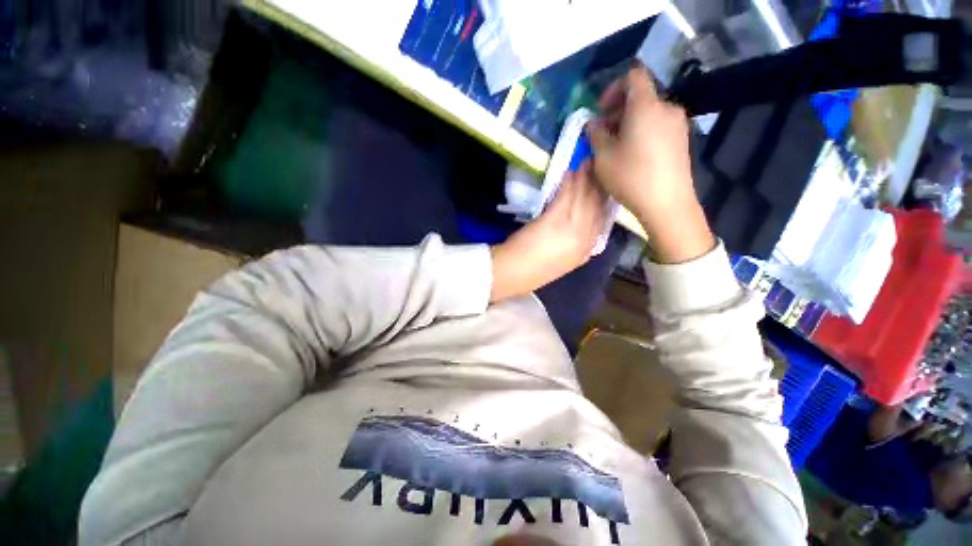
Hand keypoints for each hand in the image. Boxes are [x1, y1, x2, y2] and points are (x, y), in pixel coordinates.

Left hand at [490, 165, 607, 301]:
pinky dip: (568, 183)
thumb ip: (577, 245)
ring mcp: (571, 230)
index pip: (603, 220)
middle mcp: (585, 240)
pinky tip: (570, 172)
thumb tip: (583, 225)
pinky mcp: (554, 221)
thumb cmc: (535, 269)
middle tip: (599, 166)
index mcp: (587, 251)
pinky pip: (565, 197)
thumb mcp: (564, 261)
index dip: (605, 199)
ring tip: (587, 163)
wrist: (515, 273)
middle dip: (600, 184)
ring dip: (585, 179)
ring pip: (584, 199)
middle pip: (597, 206)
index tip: (606, 185)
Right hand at [589, 65, 713, 263]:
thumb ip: (595, 134)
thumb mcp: (603, 156)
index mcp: (646, 106)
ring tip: (616, 148)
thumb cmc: (631, 177)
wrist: (667, 203)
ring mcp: (678, 125)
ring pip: (649, 113)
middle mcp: (667, 108)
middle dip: (618, 111)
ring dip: (629, 124)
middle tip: (603, 135)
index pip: (633, 77)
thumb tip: (593, 124)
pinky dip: (643, 133)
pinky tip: (634, 156)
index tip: (600, 112)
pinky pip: (658, 127)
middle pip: (640, 97)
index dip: (613, 89)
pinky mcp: (682, 140)